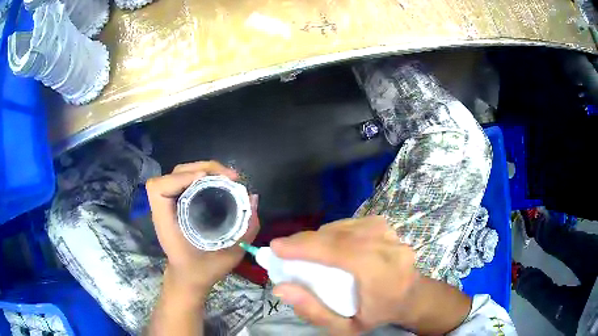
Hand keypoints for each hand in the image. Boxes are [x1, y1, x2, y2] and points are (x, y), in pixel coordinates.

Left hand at [146, 161, 259, 296]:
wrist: (188, 278)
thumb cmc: (202, 271)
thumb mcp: (228, 257)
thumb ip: (244, 232)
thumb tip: (253, 199)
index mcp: (166, 222)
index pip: (160, 188)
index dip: (180, 178)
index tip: (206, 181)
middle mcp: (164, 208)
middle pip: (175, 172)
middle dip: (203, 168)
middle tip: (231, 177)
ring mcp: (170, 203)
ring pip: (181, 172)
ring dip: (205, 169)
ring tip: (228, 177)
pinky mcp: (178, 202)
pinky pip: (187, 179)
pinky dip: (204, 175)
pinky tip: (220, 182)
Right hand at [270, 216, 470, 334]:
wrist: (411, 297)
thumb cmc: (378, 315)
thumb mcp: (345, 328)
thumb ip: (314, 311)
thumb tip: (281, 288)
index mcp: (384, 276)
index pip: (342, 252)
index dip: (306, 247)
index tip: (276, 247)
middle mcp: (390, 249)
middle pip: (340, 236)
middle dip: (306, 241)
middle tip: (283, 250)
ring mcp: (391, 233)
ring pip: (344, 227)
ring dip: (319, 236)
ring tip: (303, 249)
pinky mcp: (387, 226)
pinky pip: (351, 224)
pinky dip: (333, 232)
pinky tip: (326, 243)